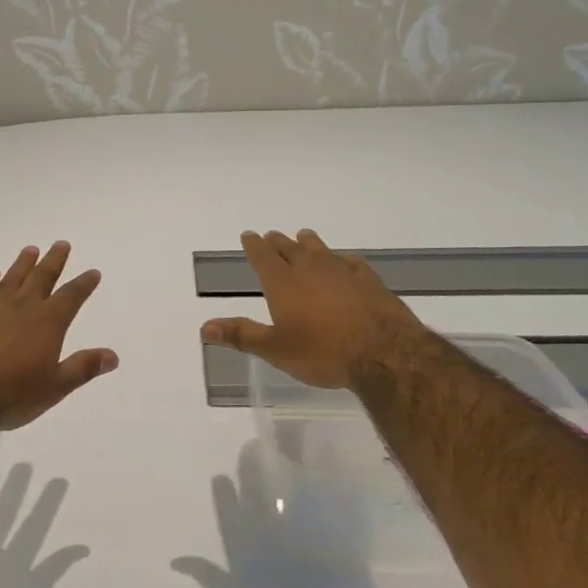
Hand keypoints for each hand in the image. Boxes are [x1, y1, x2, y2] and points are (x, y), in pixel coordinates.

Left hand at [0, 242, 118, 430]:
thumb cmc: (13, 395)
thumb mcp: (55, 387)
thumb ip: (83, 368)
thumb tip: (113, 356)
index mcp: (47, 323)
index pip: (71, 297)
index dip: (84, 284)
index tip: (93, 272)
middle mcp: (22, 308)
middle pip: (41, 278)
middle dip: (54, 261)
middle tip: (61, 244)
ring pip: (12, 279)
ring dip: (23, 264)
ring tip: (30, 249)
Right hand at [200, 229, 427, 389]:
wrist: (384, 352)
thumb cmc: (323, 352)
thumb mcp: (275, 349)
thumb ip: (241, 335)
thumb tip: (204, 327)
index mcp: (283, 283)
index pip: (263, 256)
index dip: (254, 245)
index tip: (248, 234)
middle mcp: (310, 269)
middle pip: (289, 248)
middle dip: (277, 242)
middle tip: (271, 236)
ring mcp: (342, 271)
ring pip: (320, 249)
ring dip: (308, 242)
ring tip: (303, 236)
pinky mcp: (369, 279)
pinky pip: (350, 261)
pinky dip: (341, 259)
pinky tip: (345, 261)